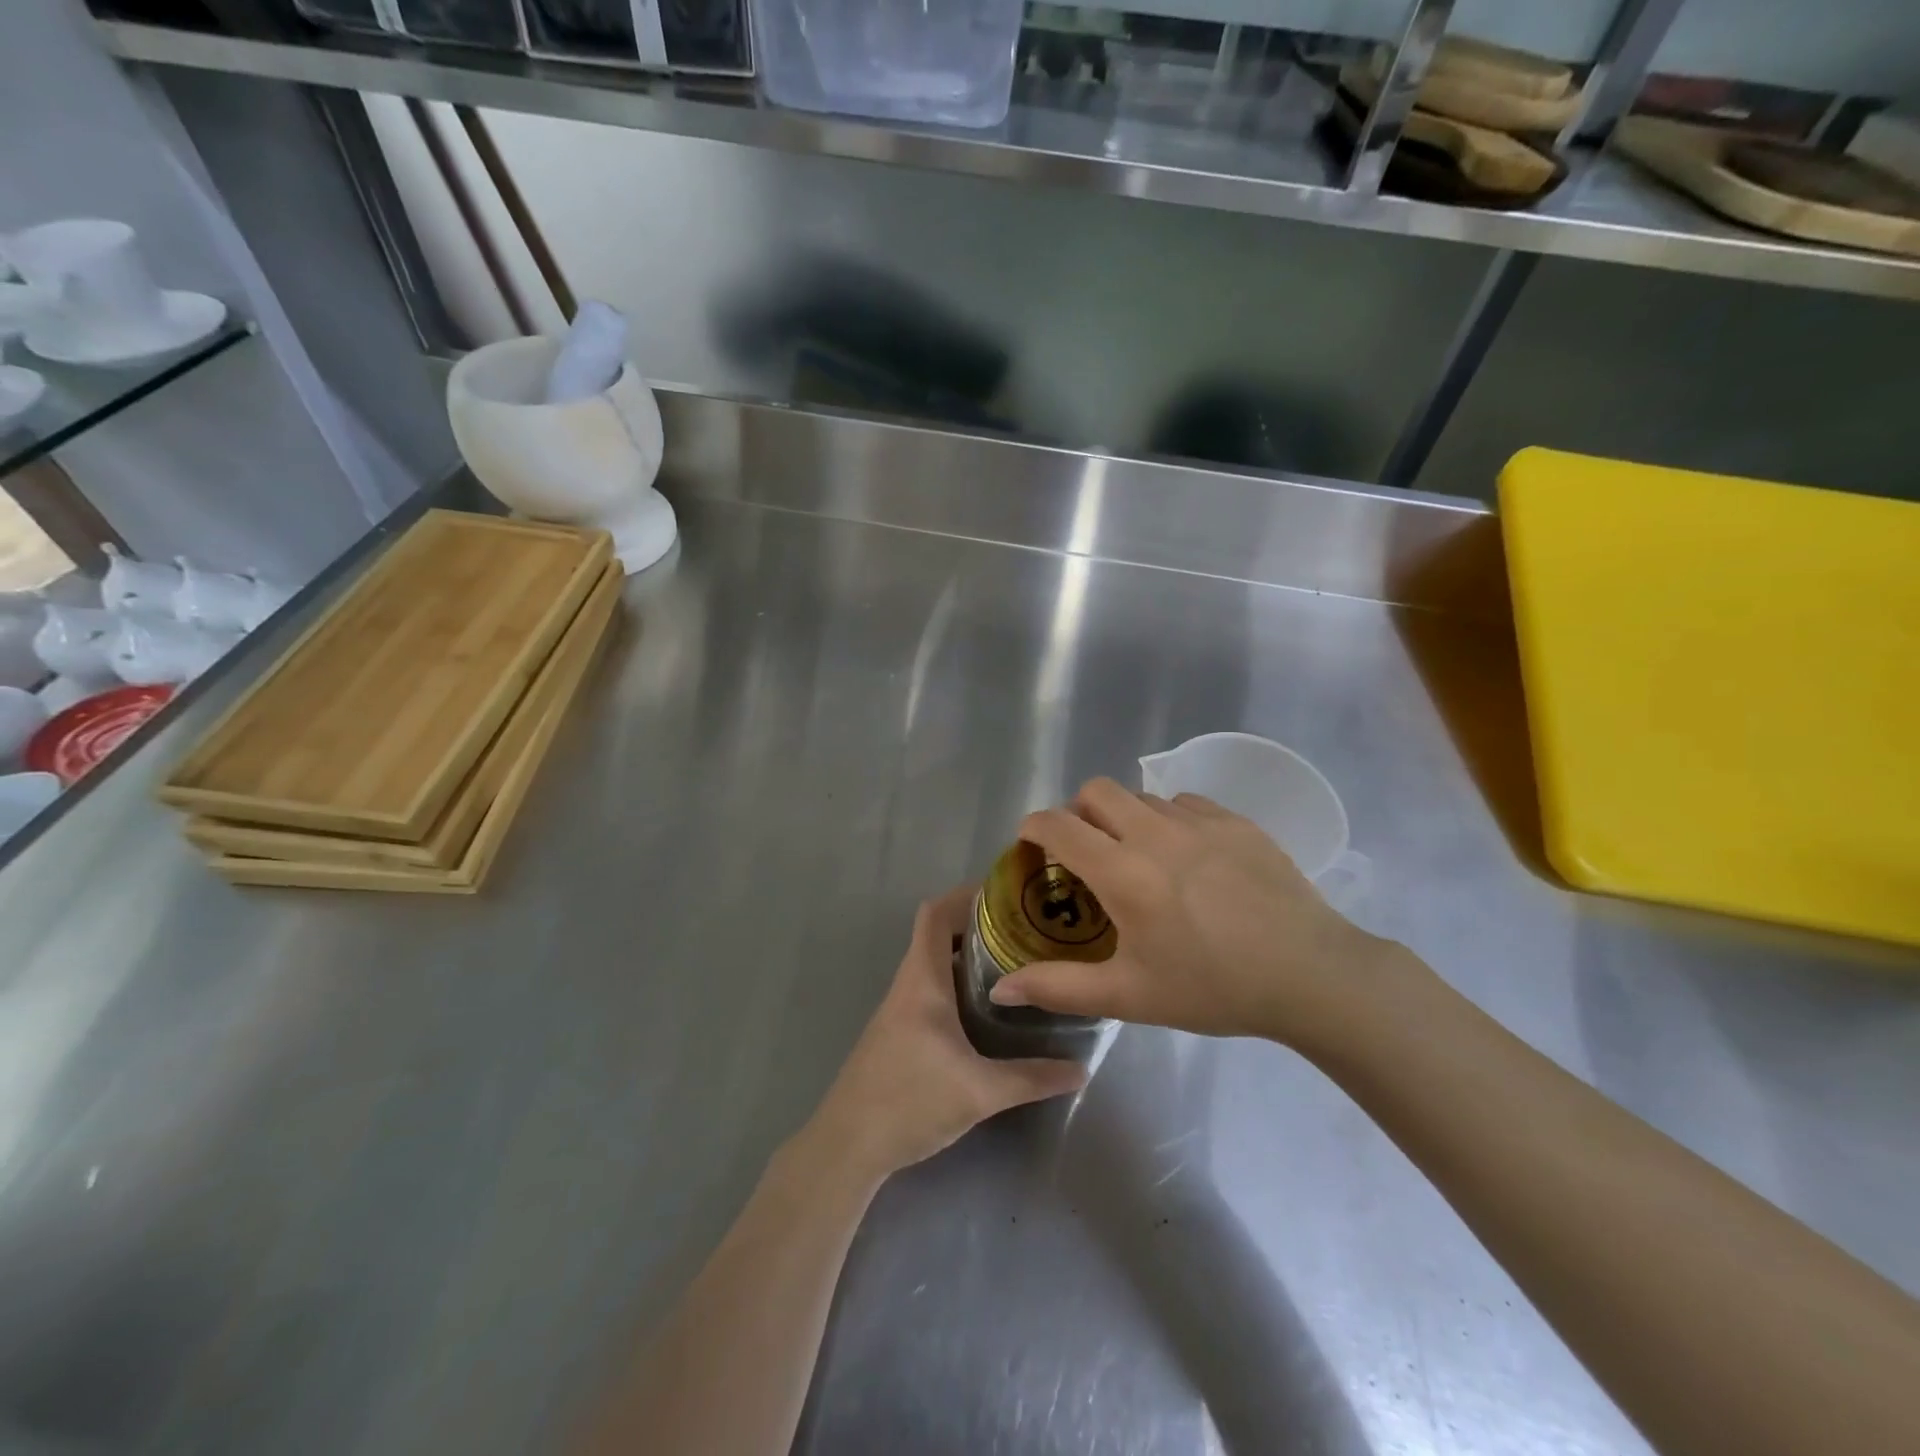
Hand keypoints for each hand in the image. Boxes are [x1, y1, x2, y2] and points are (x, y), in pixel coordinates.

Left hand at [804, 885, 1087, 1180]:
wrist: (847, 1146)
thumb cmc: (909, 1103)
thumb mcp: (980, 1093)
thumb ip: (1032, 1078)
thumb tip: (1081, 1069)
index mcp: (922, 982)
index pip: (935, 914)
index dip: (966, 895)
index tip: (1008, 896)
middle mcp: (908, 985)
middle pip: (937, 933)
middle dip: (978, 925)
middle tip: (1025, 931)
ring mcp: (899, 1009)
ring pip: (933, 962)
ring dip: (967, 955)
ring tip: (1014, 963)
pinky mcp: (897, 1032)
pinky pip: (929, 987)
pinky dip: (956, 981)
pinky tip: (985, 1008)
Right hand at [988, 779, 1408, 1049]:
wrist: (1312, 975)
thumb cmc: (1213, 988)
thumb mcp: (1130, 996)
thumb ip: (1059, 987)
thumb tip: (1001, 989)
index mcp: (1123, 873)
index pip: (1058, 825)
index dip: (1033, 828)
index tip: (1031, 846)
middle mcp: (1155, 833)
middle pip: (1095, 790)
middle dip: (1077, 812)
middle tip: (1086, 852)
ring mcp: (1200, 821)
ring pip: (1141, 796)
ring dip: (1124, 817)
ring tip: (1139, 858)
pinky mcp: (1236, 820)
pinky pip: (1185, 803)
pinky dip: (1168, 821)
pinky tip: (1187, 859)